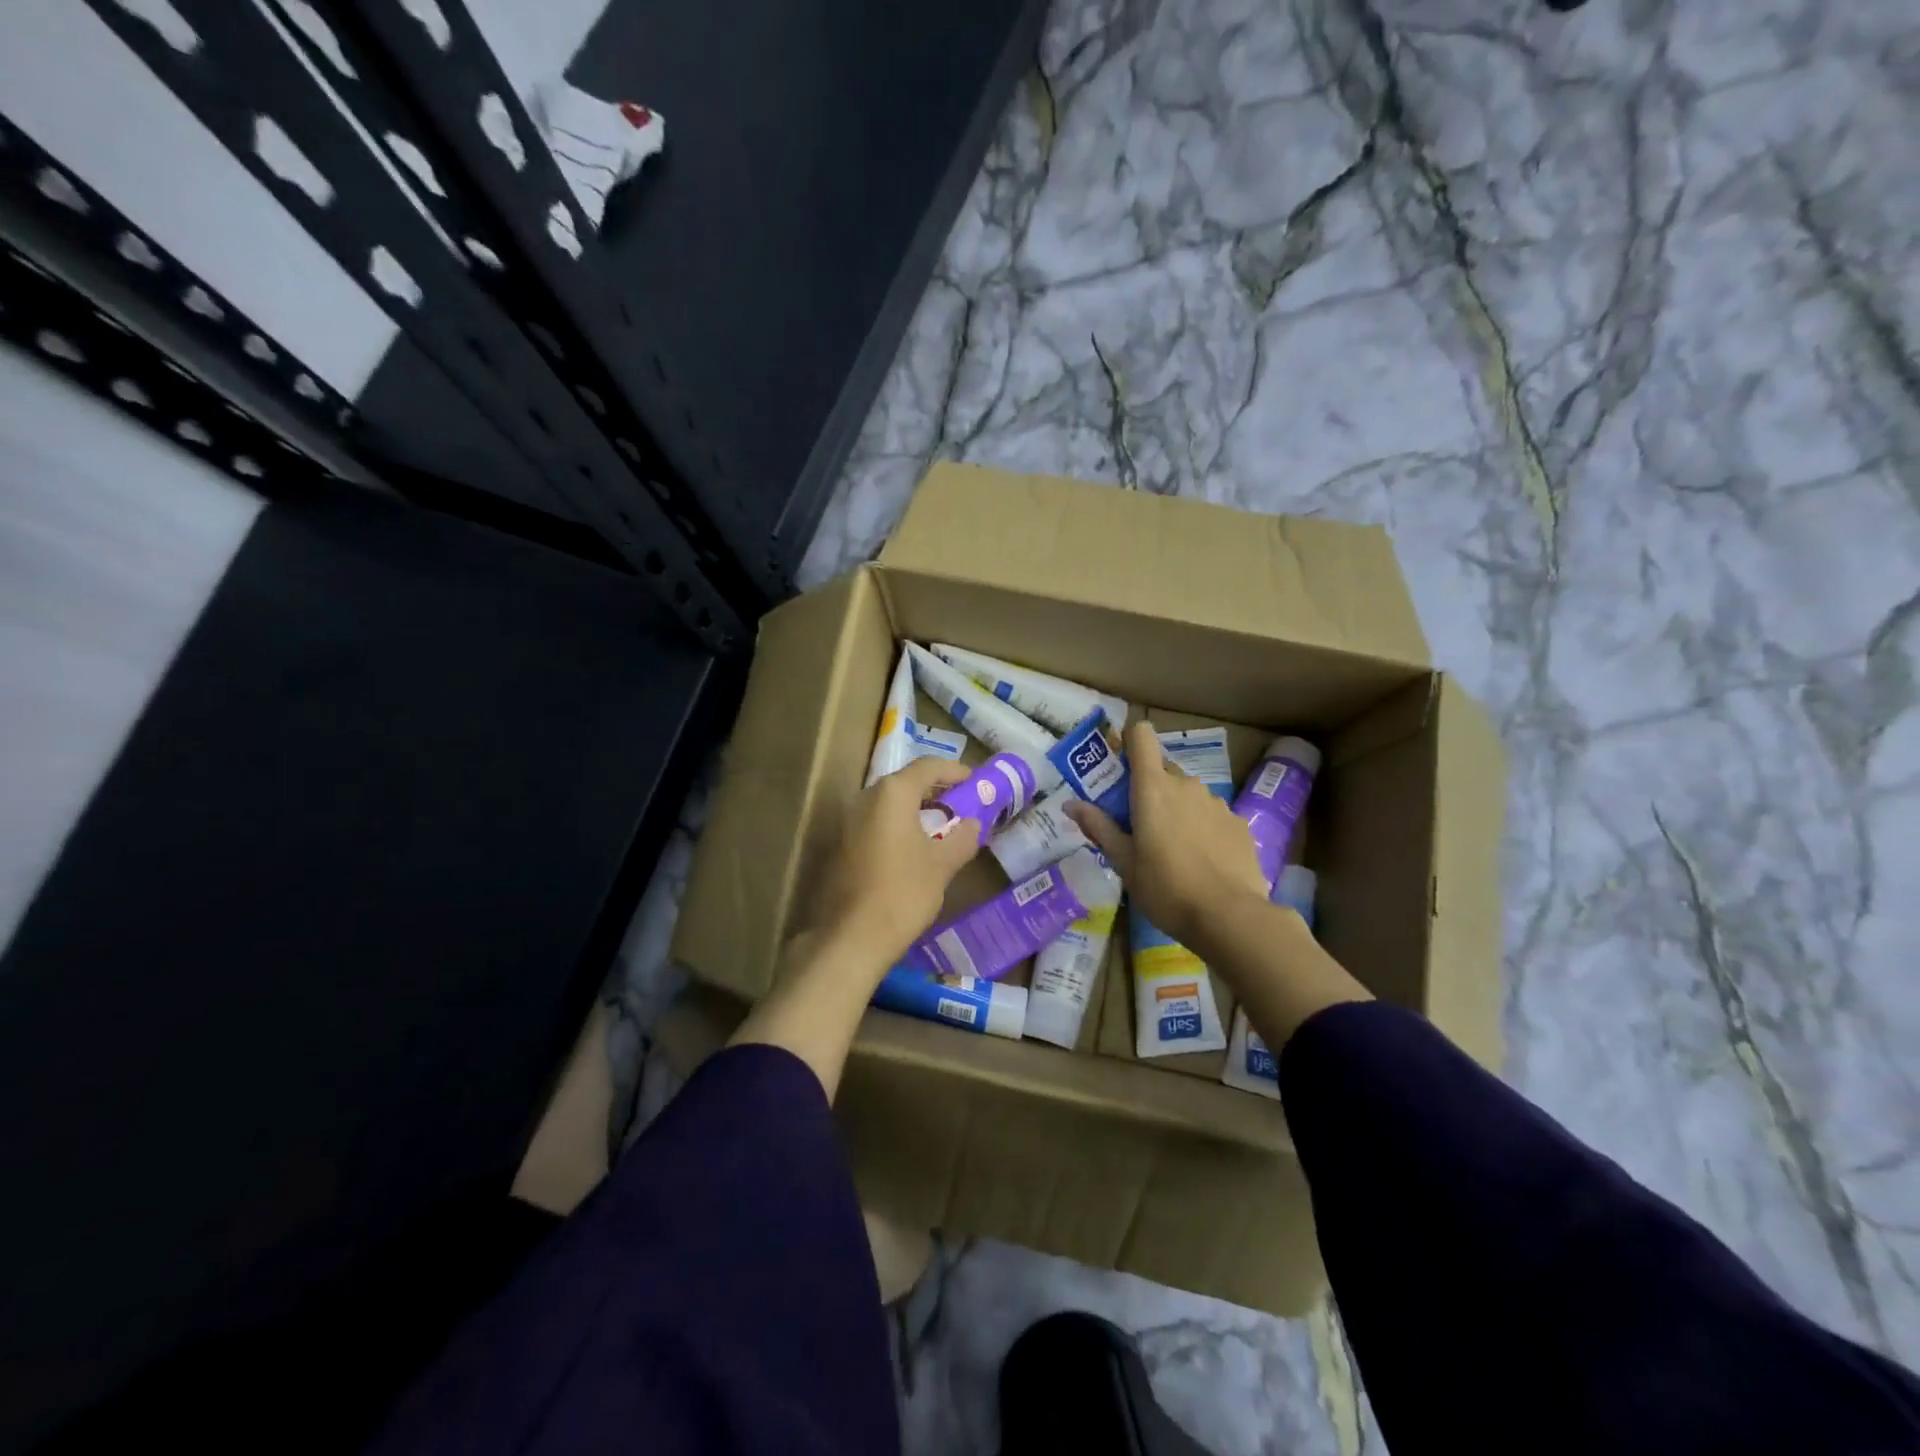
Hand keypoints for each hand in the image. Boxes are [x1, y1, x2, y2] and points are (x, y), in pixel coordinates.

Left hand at [808, 755, 981, 973]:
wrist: (851, 937)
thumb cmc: (903, 892)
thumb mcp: (942, 865)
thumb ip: (962, 838)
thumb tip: (973, 824)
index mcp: (892, 793)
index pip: (928, 766)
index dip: (955, 771)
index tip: (976, 782)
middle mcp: (866, 797)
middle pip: (906, 782)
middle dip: (936, 791)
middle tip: (961, 806)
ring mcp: (848, 820)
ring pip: (889, 804)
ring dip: (916, 810)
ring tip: (941, 829)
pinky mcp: (840, 844)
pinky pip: (875, 823)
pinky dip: (898, 826)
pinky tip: (914, 849)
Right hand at [1064, 721, 1269, 947]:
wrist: (1229, 916)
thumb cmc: (1165, 888)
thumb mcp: (1124, 862)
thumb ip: (1099, 827)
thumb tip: (1070, 804)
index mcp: (1153, 788)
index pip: (1141, 736)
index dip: (1129, 741)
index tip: (1120, 765)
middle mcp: (1186, 785)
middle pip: (1162, 769)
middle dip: (1149, 788)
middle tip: (1139, 825)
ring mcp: (1216, 802)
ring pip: (1188, 794)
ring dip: (1177, 809)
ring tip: (1173, 850)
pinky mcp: (1238, 823)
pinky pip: (1211, 814)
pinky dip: (1202, 828)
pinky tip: (1202, 862)